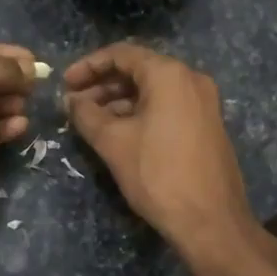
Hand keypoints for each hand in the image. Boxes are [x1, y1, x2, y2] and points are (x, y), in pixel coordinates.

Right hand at [65, 43, 276, 269]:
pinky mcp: (207, 125)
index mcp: (170, 74)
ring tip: (91, 121)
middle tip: (74, 104)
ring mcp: (203, 103)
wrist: (211, 221)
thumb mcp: (113, 142)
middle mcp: (191, 80)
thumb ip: (87, 115)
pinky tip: (118, 133)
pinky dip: (140, 112)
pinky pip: (168, 106)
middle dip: (103, 84)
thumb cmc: (158, 175)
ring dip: (119, 100)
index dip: (88, 65)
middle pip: (139, 70)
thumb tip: (71, 101)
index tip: (65, 84)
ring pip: (153, 90)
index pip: (122, 54)